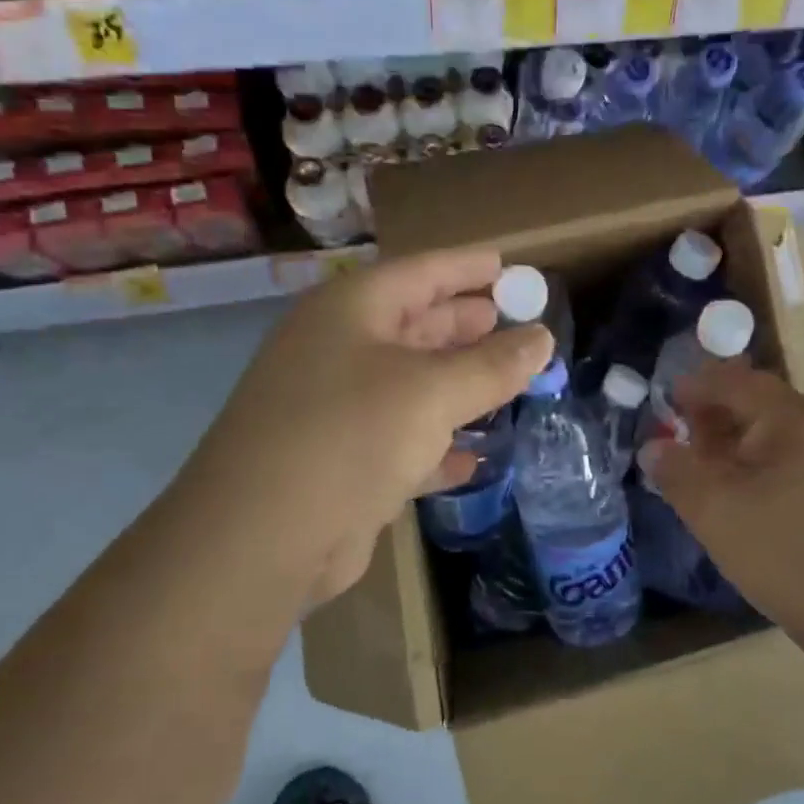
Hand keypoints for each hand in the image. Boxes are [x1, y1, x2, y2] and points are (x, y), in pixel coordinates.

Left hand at [186, 248, 551, 613]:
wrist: (261, 538)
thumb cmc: (350, 436)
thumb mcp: (432, 392)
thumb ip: (492, 365)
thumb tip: (542, 339)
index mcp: (351, 311)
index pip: (421, 272)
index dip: (468, 267)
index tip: (510, 266)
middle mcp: (339, 350)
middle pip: (415, 325)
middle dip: (466, 324)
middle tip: (516, 322)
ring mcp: (336, 408)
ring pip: (411, 385)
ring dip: (458, 384)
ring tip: (509, 380)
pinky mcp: (342, 461)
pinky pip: (403, 439)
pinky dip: (438, 444)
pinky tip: (474, 456)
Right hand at [638, 360, 803, 644]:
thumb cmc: (782, 552)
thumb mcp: (712, 510)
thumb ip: (675, 469)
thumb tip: (655, 447)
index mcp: (797, 417)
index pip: (737, 382)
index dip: (698, 387)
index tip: (669, 402)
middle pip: (764, 405)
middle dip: (720, 418)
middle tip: (687, 443)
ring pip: (786, 434)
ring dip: (745, 443)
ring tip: (716, 474)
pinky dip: (773, 464)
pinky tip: (756, 496)